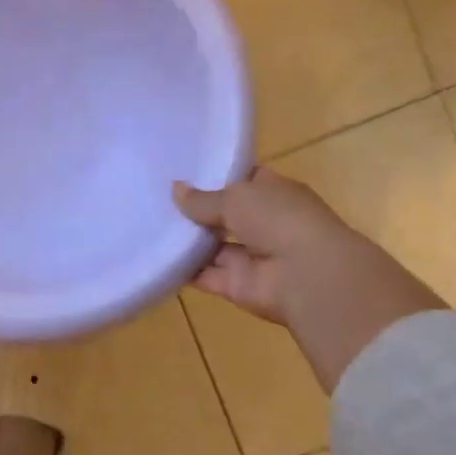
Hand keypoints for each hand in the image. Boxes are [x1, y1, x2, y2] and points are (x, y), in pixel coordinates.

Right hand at [174, 167, 445, 391]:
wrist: (308, 278)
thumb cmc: (279, 221)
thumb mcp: (236, 197)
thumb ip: (203, 198)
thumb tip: (176, 189)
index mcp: (275, 193)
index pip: (244, 179)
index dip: (217, 175)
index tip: (183, 170)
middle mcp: (265, 223)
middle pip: (225, 214)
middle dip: (195, 208)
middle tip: (156, 196)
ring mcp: (252, 256)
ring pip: (212, 245)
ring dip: (187, 238)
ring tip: (146, 223)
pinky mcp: (237, 284)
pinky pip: (204, 274)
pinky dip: (183, 268)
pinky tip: (153, 255)